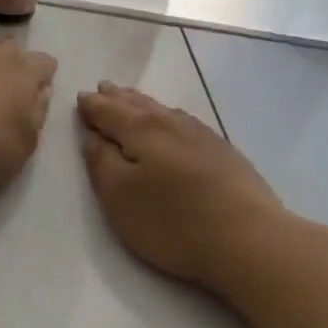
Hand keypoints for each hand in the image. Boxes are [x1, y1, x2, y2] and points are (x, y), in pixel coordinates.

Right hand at [77, 82, 289, 292]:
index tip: (80, 98)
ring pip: (164, 111)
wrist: (247, 239)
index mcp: (141, 129)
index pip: (108, 111)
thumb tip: (92, 134)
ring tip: (131, 100)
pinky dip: (168, 118)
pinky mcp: (224, 153)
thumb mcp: (119, 196)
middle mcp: (171, 122)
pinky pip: (184, 123)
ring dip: (143, 104)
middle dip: (117, 98)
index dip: (91, 106)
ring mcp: (202, 135)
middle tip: (103, 88)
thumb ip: (100, 161)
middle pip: (138, 105)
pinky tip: (173, 124)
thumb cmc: (172, 221)